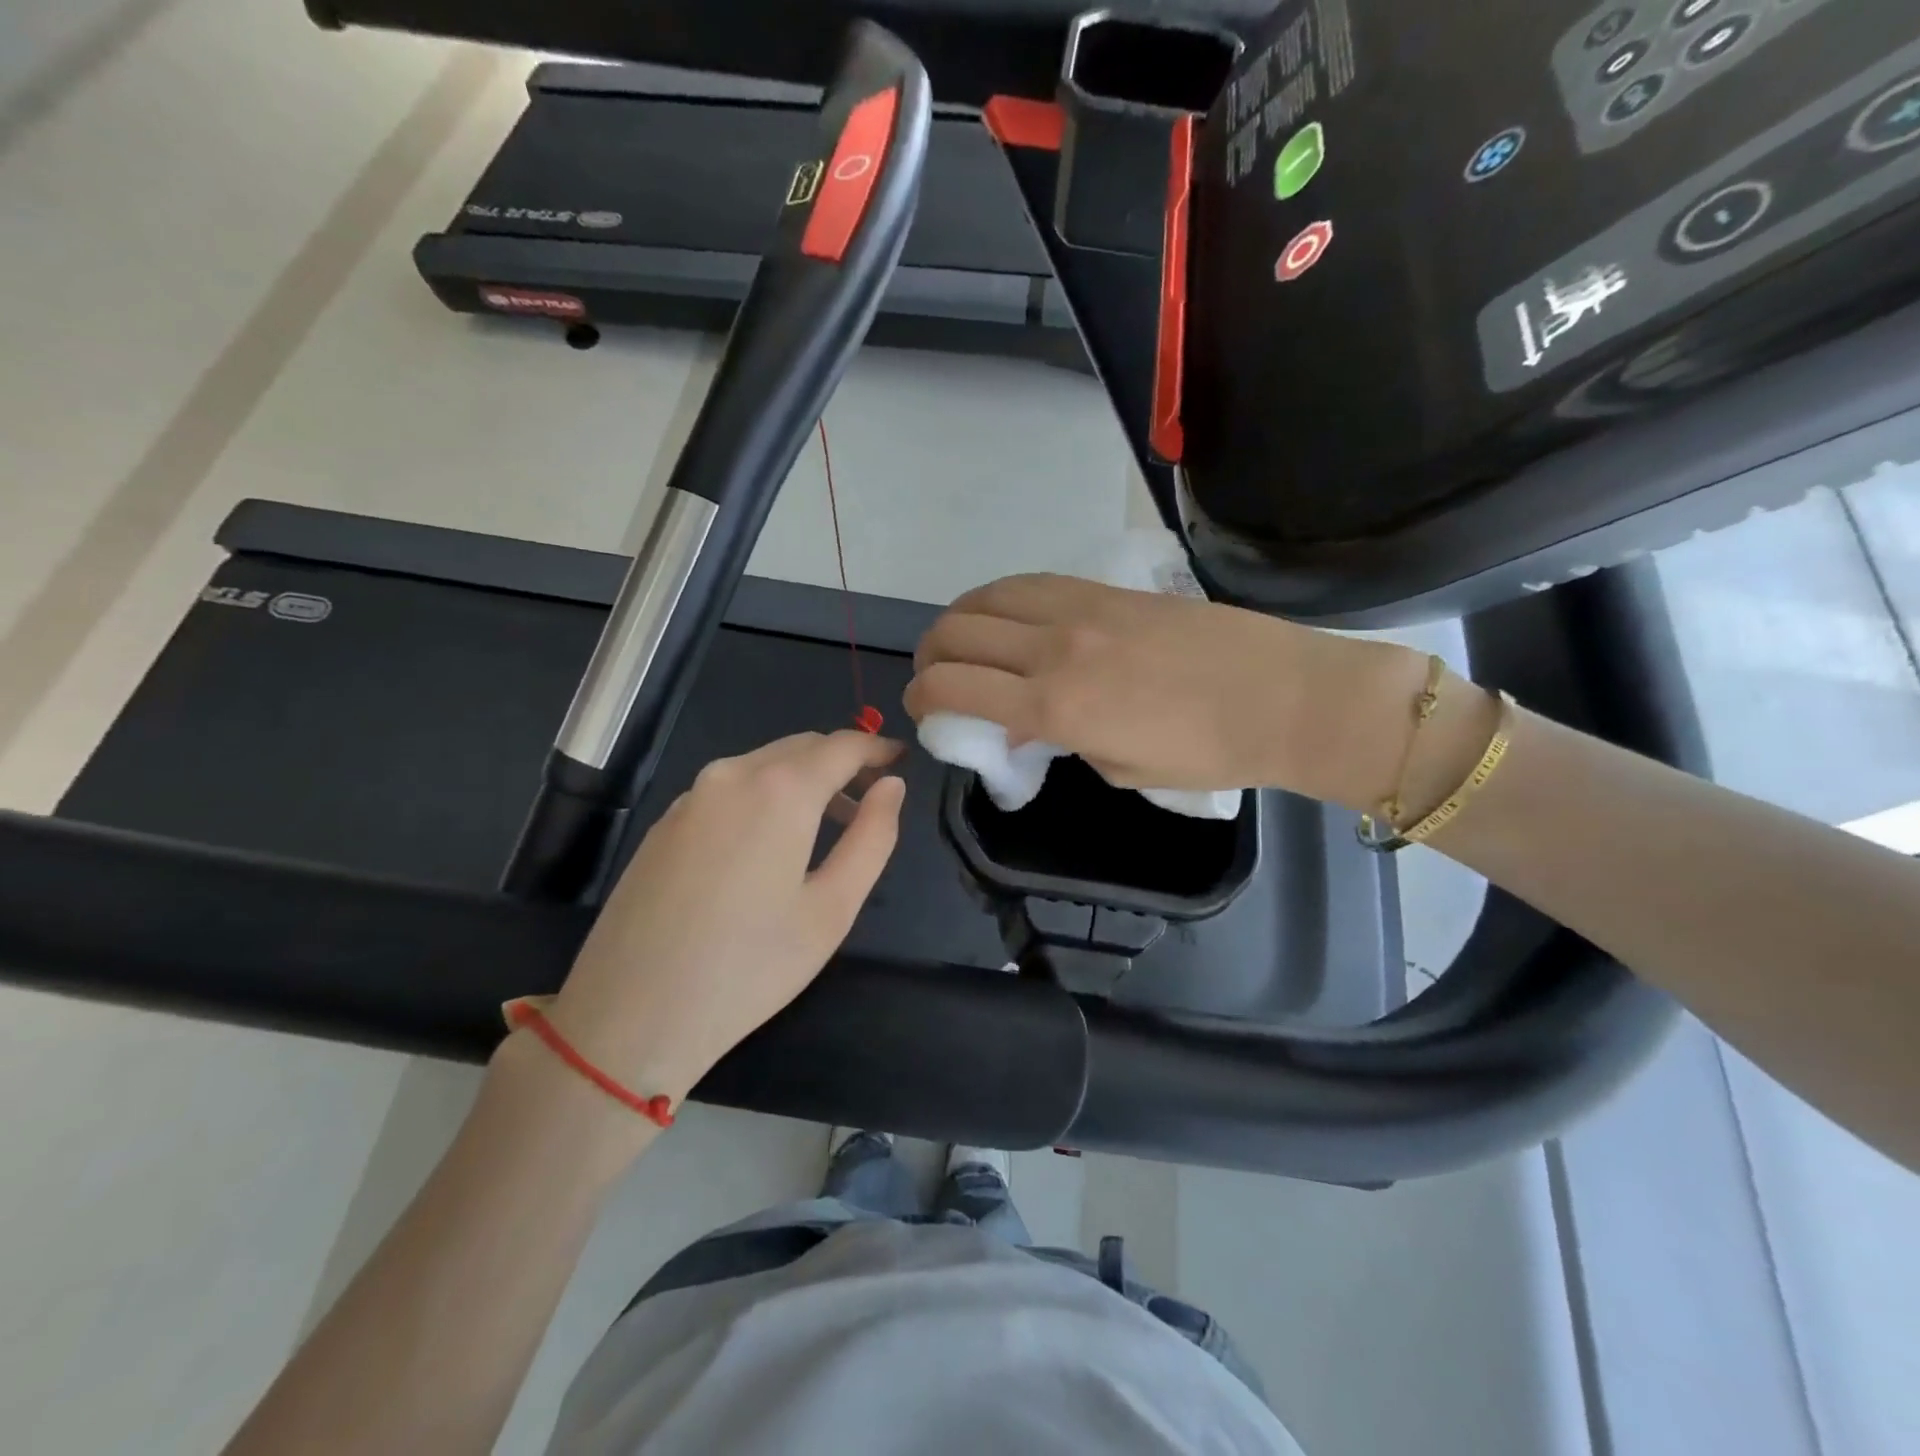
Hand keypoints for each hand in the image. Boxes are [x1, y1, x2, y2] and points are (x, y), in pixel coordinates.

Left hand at [544, 731, 905, 1104]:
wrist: (630, 1016)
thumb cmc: (750, 967)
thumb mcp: (832, 909)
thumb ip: (872, 837)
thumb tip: (891, 787)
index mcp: (780, 790)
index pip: (842, 745)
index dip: (877, 749)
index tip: (902, 761)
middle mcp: (731, 775)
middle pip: (800, 747)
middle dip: (841, 762)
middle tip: (871, 799)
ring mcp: (690, 797)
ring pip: (762, 765)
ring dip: (802, 780)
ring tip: (827, 826)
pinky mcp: (663, 823)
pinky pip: (729, 789)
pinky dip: (763, 796)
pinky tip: (768, 844)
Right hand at [905, 574, 1424, 810]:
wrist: (1283, 696)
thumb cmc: (1206, 753)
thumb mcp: (1117, 767)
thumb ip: (1059, 739)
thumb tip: (1023, 722)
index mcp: (1055, 706)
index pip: (953, 687)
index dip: (922, 698)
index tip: (924, 709)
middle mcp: (1053, 648)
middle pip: (956, 634)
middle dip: (928, 657)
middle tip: (936, 677)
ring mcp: (1079, 609)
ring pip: (985, 598)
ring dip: (957, 620)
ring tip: (960, 641)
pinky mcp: (1104, 588)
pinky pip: (1029, 583)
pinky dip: (998, 598)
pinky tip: (1003, 614)